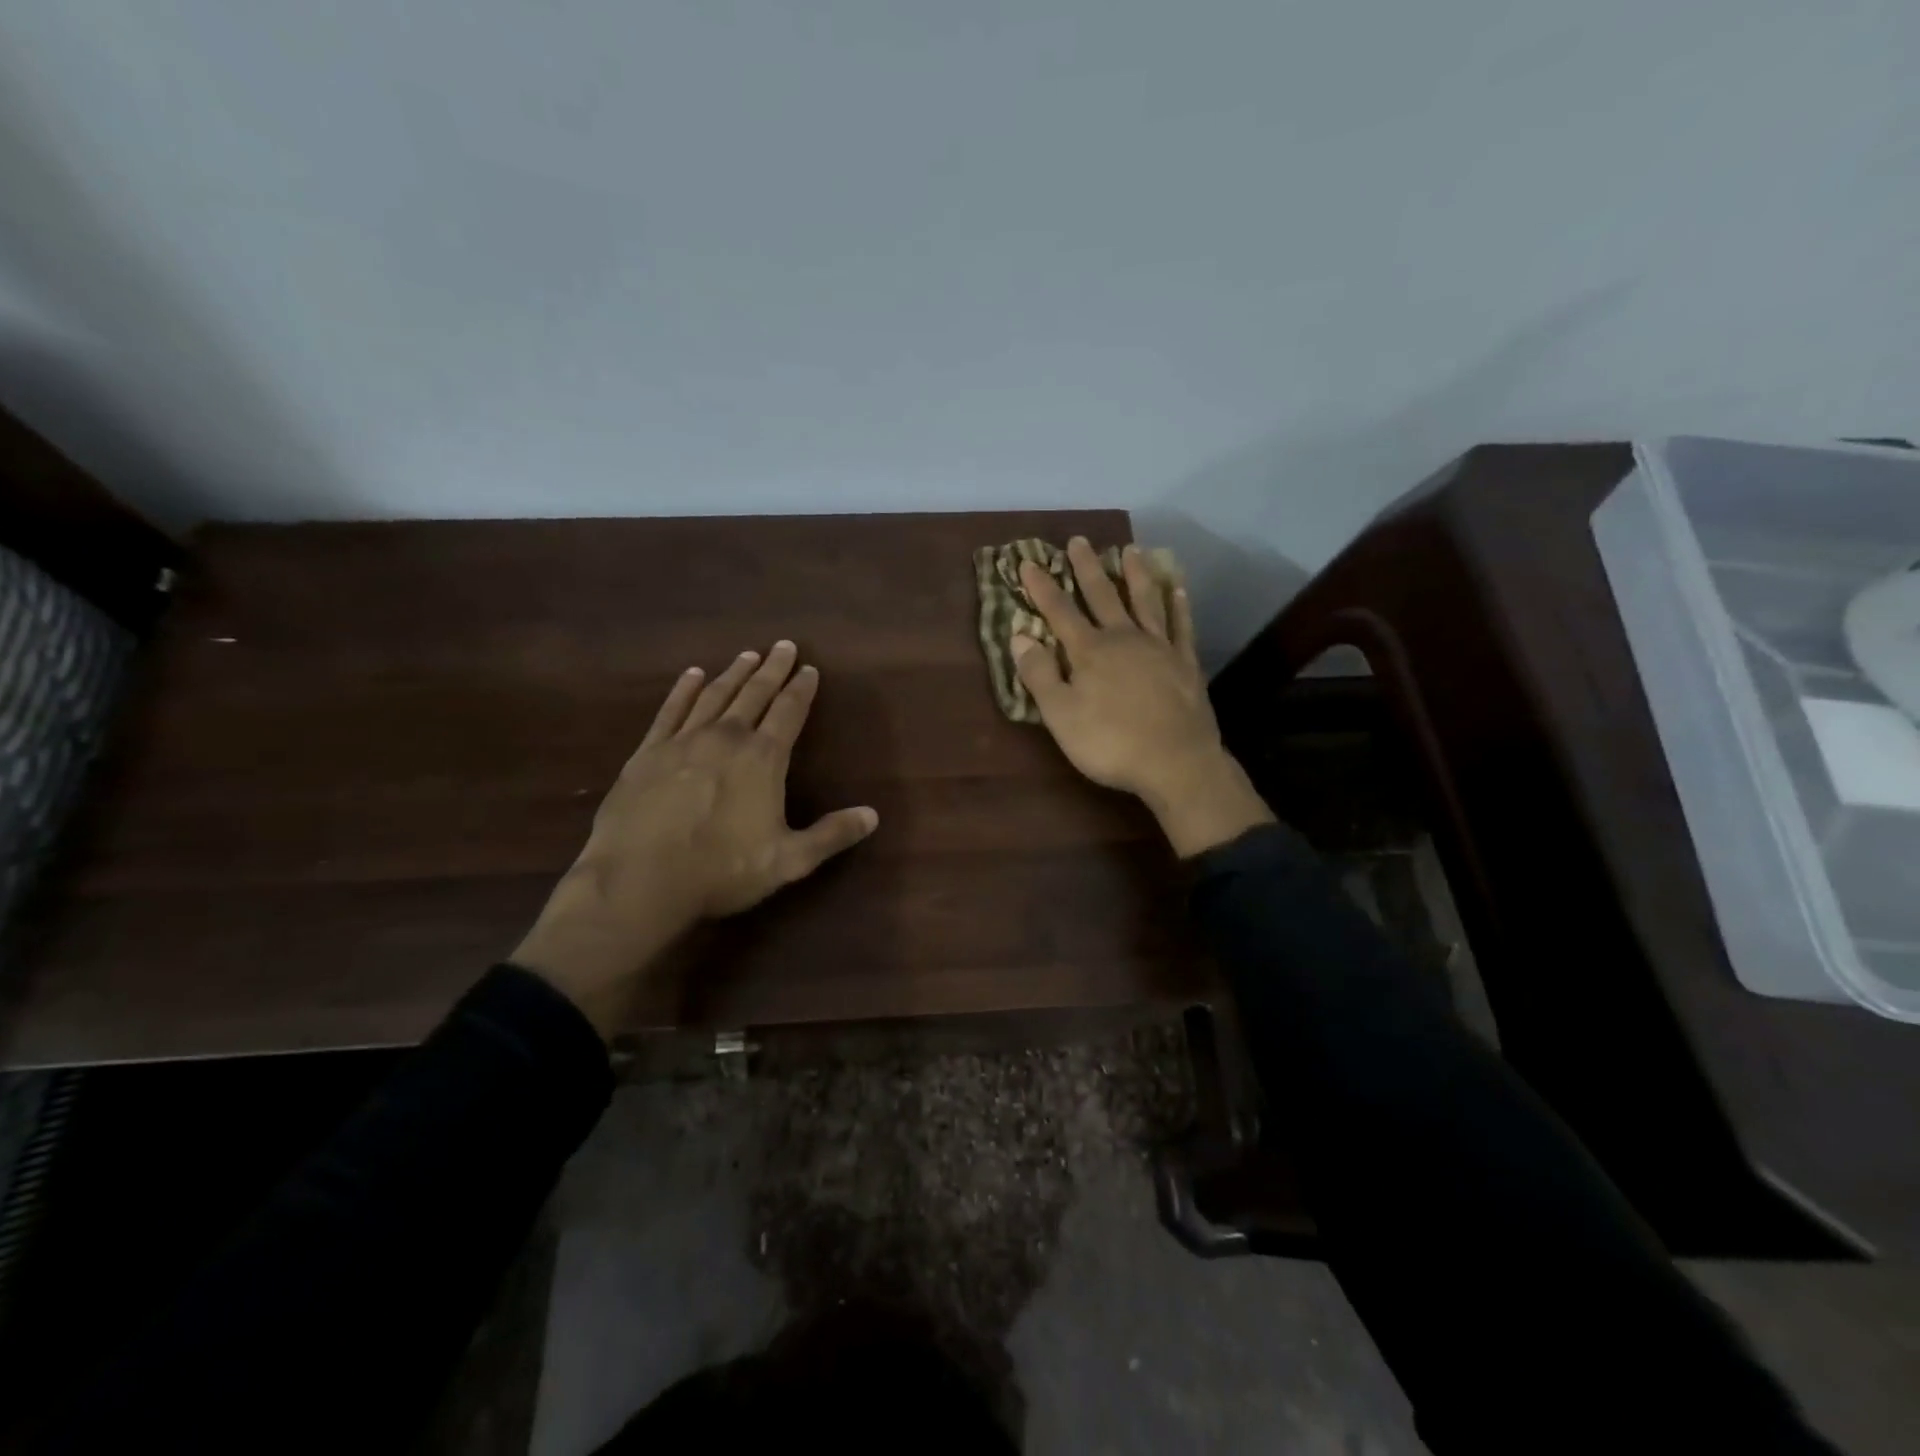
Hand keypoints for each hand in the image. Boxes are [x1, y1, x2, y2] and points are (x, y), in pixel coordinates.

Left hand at [513, 641, 877, 1034]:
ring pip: (715, 695)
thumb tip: (873, 815)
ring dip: (734, 673)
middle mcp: (726, 738)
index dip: (802, 689)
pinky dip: (684, 689)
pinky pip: (670, 710)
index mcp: (762, 759)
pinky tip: (692, 675)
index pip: (789, 712)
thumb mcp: (789, 861)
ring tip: (748, 655)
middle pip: (754, 694)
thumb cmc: (721, 871)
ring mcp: (683, 741)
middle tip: (783, 645)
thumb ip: (831, 835)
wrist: (639, 881)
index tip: (810, 668)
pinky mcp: (648, 752)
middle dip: (772, 669)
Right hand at [1016, 539, 1273, 858]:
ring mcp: (1159, 648)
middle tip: (1079, 541)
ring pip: (1146, 601)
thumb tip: (1020, 635)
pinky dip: (1179, 605)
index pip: (1059, 611)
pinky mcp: (1186, 663)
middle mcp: (1124, 638)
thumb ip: (1039, 674)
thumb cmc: (1110, 743)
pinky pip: (1182, 626)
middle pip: (1102, 595)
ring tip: (1130, 550)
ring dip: (1135, 574)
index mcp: (1090, 651)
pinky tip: (1178, 590)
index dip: (1042, 587)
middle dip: (1087, 568)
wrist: (1175, 763)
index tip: (1029, 562)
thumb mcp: (1060, 715)